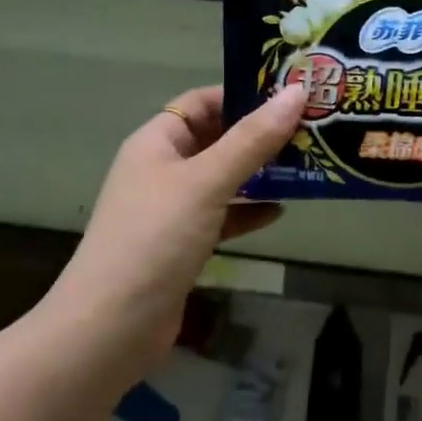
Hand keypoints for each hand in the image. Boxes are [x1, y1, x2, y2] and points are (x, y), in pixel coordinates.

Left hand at [47, 83, 308, 373]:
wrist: (111, 328)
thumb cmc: (155, 238)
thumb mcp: (207, 182)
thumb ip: (252, 139)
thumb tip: (296, 91)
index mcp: (156, 142)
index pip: (202, 102)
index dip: (242, 94)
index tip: (290, 95)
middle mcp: (162, 169)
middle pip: (216, 138)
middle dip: (259, 134)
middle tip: (310, 128)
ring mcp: (172, 209)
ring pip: (222, 178)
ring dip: (259, 172)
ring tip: (307, 164)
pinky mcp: (183, 245)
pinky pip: (222, 215)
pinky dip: (248, 211)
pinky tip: (280, 211)